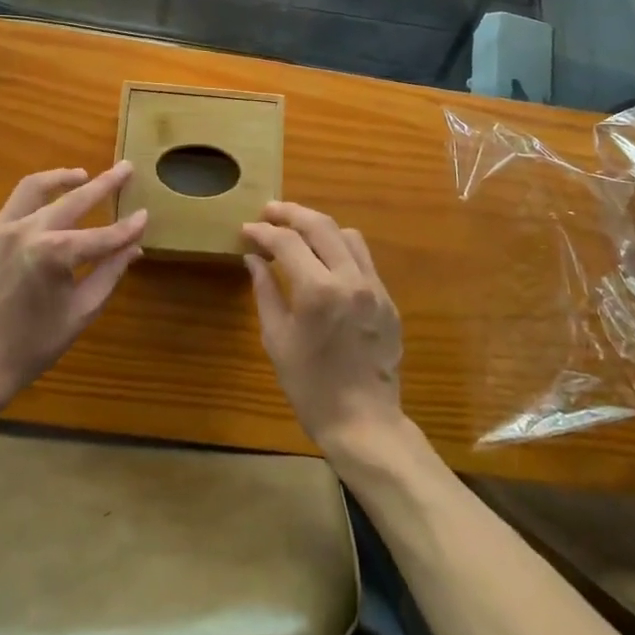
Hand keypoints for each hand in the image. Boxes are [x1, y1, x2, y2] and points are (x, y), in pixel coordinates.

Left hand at [0, 163, 146, 416]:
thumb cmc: (30, 347)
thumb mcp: (80, 313)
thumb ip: (109, 274)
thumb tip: (134, 247)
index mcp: (53, 254)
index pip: (102, 235)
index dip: (127, 227)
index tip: (145, 214)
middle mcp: (25, 232)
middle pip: (72, 199)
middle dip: (103, 183)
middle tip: (125, 169)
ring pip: (32, 189)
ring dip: (61, 179)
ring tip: (82, 176)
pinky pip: (10, 212)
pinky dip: (33, 207)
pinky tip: (45, 216)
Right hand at [243, 203, 404, 461]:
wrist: (364, 423)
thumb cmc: (311, 387)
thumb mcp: (278, 340)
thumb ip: (266, 292)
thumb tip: (253, 258)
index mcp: (318, 291)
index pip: (287, 242)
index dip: (264, 232)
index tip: (247, 229)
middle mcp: (350, 279)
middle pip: (320, 225)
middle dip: (292, 213)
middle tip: (270, 211)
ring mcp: (374, 288)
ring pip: (348, 235)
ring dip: (320, 226)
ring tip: (298, 230)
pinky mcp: (388, 300)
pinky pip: (364, 259)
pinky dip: (341, 249)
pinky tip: (325, 260)